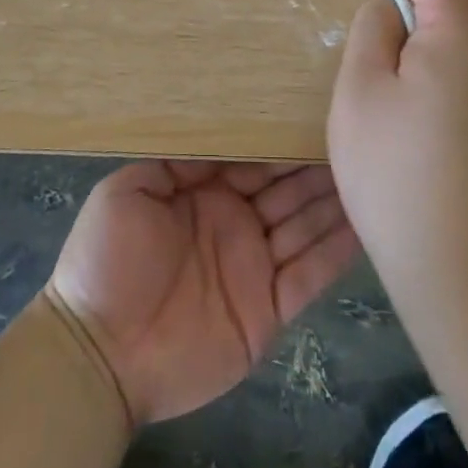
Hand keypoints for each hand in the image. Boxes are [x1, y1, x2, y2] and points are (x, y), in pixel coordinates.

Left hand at [45, 161, 358, 425]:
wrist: (100, 353)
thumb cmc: (106, 261)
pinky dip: (336, 251)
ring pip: (303, 225)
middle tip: (352, 137)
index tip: (310, 114)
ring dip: (332, 201)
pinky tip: (363, 223)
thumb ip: (175, 162)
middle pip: (284, 189)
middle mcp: (234, 222)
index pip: (251, 160)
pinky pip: (309, 275)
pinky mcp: (268, 309)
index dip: (278, 142)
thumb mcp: (127, 192)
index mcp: (202, 193)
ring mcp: (254, 265)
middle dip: (313, 165)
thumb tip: (222, 136)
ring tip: (368, 171)